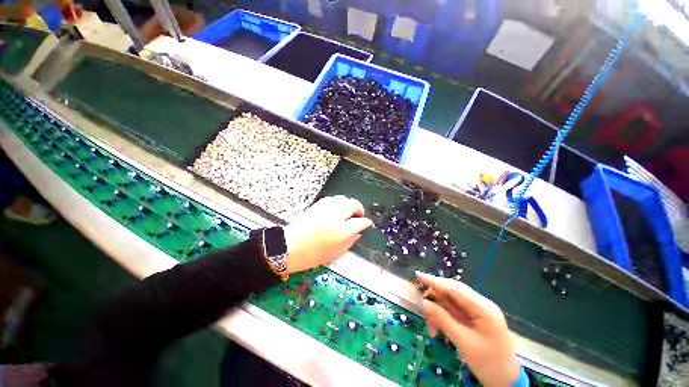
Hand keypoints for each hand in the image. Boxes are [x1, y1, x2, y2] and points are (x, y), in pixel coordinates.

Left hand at [284, 196, 372, 273]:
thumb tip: (357, 234)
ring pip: (343, 198)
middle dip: (359, 208)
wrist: (288, 247)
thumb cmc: (310, 255)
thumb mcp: (334, 254)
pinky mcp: (316, 206)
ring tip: (348, 211)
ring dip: (349, 203)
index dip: (366, 222)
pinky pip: (332, 199)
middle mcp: (335, 216)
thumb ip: (349, 242)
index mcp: (341, 231)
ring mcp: (325, 209)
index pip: (361, 222)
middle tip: (359, 215)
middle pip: (353, 204)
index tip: (367, 223)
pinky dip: (337, 202)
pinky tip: (336, 209)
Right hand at [417, 272, 520, 386]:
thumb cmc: (488, 363)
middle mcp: (480, 305)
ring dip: (437, 311)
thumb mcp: (464, 342)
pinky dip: (442, 317)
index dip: (435, 281)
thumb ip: (443, 320)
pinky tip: (436, 329)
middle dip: (435, 298)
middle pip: (452, 293)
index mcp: (483, 308)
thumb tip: (424, 302)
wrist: (505, 381)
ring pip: (450, 302)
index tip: (418, 275)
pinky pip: (452, 311)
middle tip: (421, 304)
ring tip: (430, 326)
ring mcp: (477, 311)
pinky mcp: (473, 318)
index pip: (455, 289)